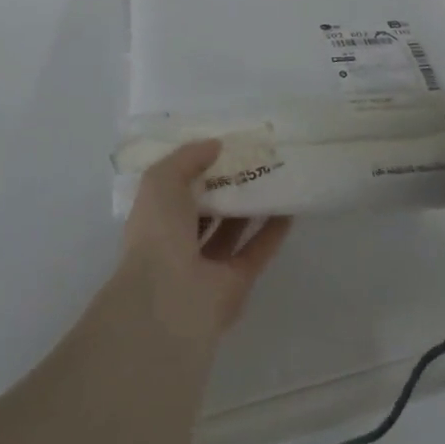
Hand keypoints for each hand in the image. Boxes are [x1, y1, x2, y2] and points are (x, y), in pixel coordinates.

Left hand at [119, 140, 291, 340]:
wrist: (169, 298)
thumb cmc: (158, 232)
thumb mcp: (162, 179)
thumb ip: (188, 158)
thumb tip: (216, 145)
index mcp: (155, 219)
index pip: (176, 189)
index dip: (197, 167)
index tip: (221, 146)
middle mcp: (179, 243)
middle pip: (208, 208)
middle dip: (227, 185)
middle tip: (252, 158)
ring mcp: (208, 265)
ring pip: (233, 229)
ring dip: (252, 205)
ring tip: (274, 176)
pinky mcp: (237, 282)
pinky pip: (257, 251)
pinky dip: (273, 231)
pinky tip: (289, 207)